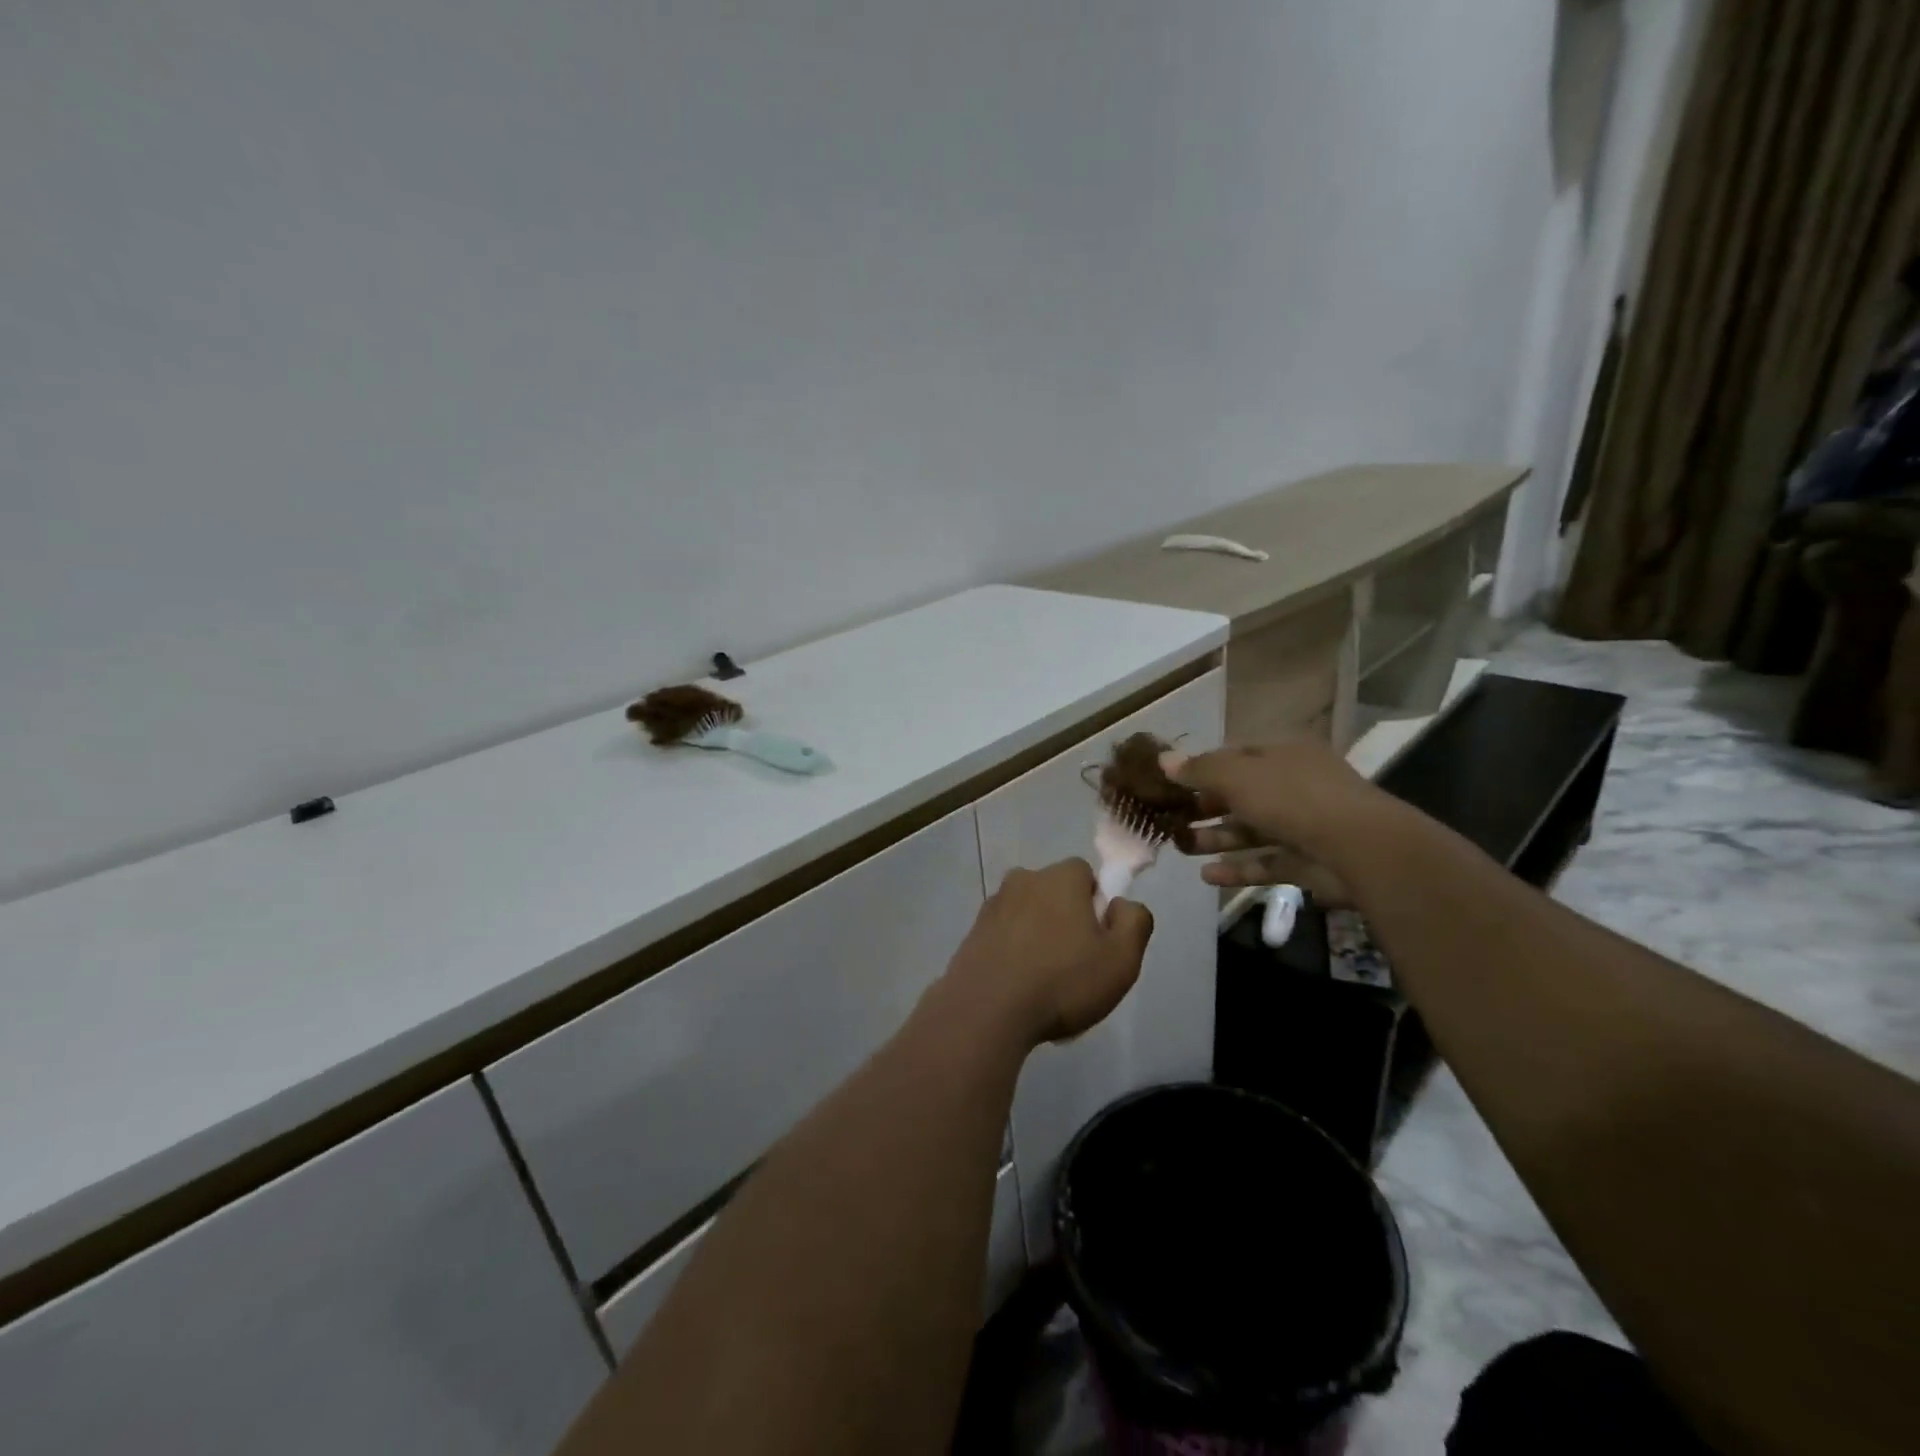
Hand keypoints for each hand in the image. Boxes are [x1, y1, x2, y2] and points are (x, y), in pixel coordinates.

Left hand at [934, 859, 1152, 1047]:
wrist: (986, 1011)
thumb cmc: (1062, 981)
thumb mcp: (1121, 959)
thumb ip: (1134, 921)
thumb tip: (1121, 904)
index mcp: (1059, 877)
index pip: (1086, 874)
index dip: (1097, 905)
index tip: (1098, 940)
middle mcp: (1023, 879)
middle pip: (1054, 893)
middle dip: (1066, 919)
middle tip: (1075, 964)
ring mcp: (992, 906)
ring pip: (1027, 915)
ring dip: (1037, 937)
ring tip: (1044, 983)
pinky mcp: (972, 933)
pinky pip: (1004, 936)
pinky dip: (1013, 953)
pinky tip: (1019, 988)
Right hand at [1162, 738, 1383, 903]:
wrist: (1358, 848)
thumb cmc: (1291, 798)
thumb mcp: (1236, 775)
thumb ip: (1199, 769)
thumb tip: (1163, 759)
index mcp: (1282, 754)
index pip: (1235, 756)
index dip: (1202, 768)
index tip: (1171, 784)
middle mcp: (1293, 785)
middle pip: (1241, 794)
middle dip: (1205, 808)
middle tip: (1171, 819)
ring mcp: (1302, 825)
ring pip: (1250, 830)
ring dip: (1215, 839)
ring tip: (1181, 848)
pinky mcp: (1306, 862)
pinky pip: (1264, 863)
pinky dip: (1237, 869)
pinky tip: (1207, 876)